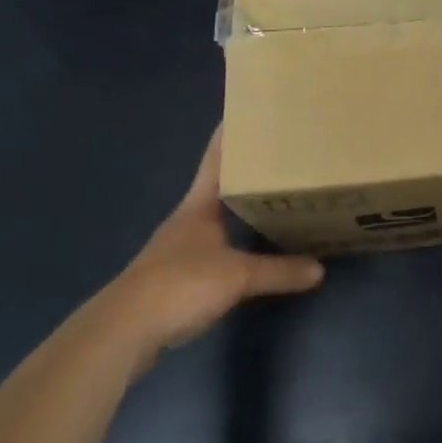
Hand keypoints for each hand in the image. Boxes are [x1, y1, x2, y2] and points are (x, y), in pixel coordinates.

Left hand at [99, 126, 323, 366]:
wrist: (122, 332)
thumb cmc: (180, 285)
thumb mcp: (237, 277)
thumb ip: (278, 271)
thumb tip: (319, 269)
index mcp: (199, 204)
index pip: (216, 157)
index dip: (230, 133)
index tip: (246, 109)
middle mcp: (187, 219)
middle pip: (218, 185)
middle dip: (244, 171)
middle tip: (277, 154)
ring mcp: (177, 248)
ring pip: (214, 217)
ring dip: (236, 207)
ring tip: (269, 197)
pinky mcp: (172, 278)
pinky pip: (210, 248)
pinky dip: (230, 242)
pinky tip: (246, 249)